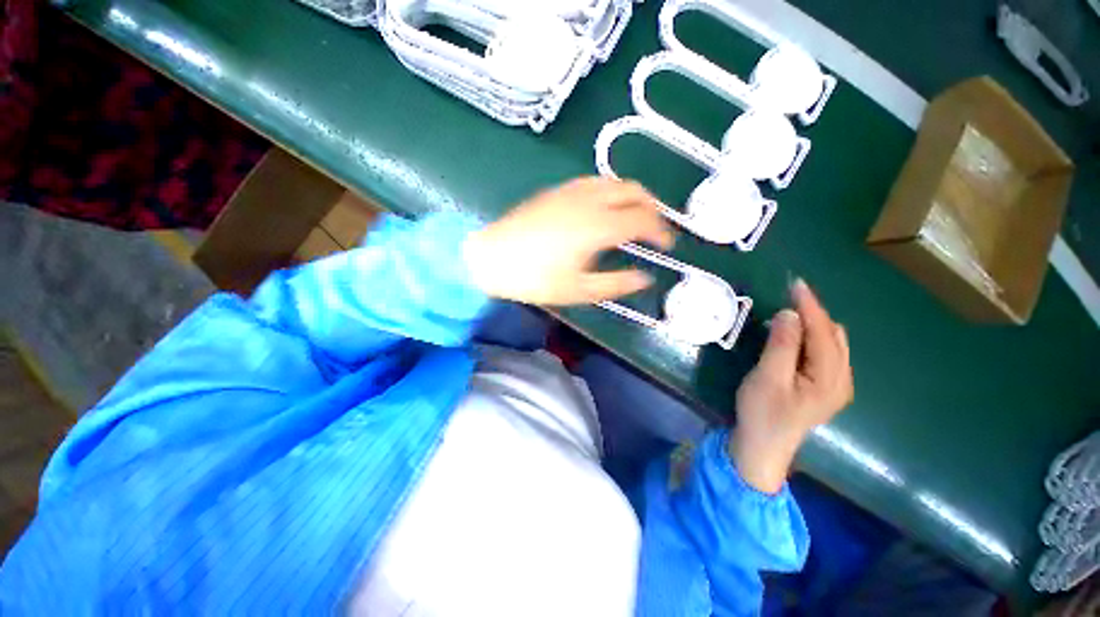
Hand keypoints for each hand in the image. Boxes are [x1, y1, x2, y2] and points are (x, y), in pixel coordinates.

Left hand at [463, 177, 674, 305]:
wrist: (491, 258)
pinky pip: (594, 182)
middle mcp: (589, 200)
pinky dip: (611, 191)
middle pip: (633, 191)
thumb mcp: (579, 290)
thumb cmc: (534, 279)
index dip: (661, 231)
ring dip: (632, 196)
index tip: (668, 245)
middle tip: (656, 228)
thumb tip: (644, 278)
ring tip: (635, 216)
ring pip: (614, 182)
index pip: (643, 220)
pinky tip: (604, 207)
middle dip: (652, 207)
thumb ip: (616, 284)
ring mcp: (571, 191)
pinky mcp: (556, 191)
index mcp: (598, 226)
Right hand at [730, 279, 852, 492]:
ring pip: (830, 344)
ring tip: (787, 317)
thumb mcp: (768, 377)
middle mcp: (842, 380)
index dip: (810, 306)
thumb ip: (782, 345)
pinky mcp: (823, 389)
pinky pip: (824, 354)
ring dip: (811, 326)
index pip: (823, 332)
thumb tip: (790, 314)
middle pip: (833, 335)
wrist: (762, 447)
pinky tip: (792, 340)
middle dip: (812, 314)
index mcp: (831, 378)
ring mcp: (834, 386)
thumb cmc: (762, 413)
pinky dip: (810, 339)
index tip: (796, 283)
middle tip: (786, 300)